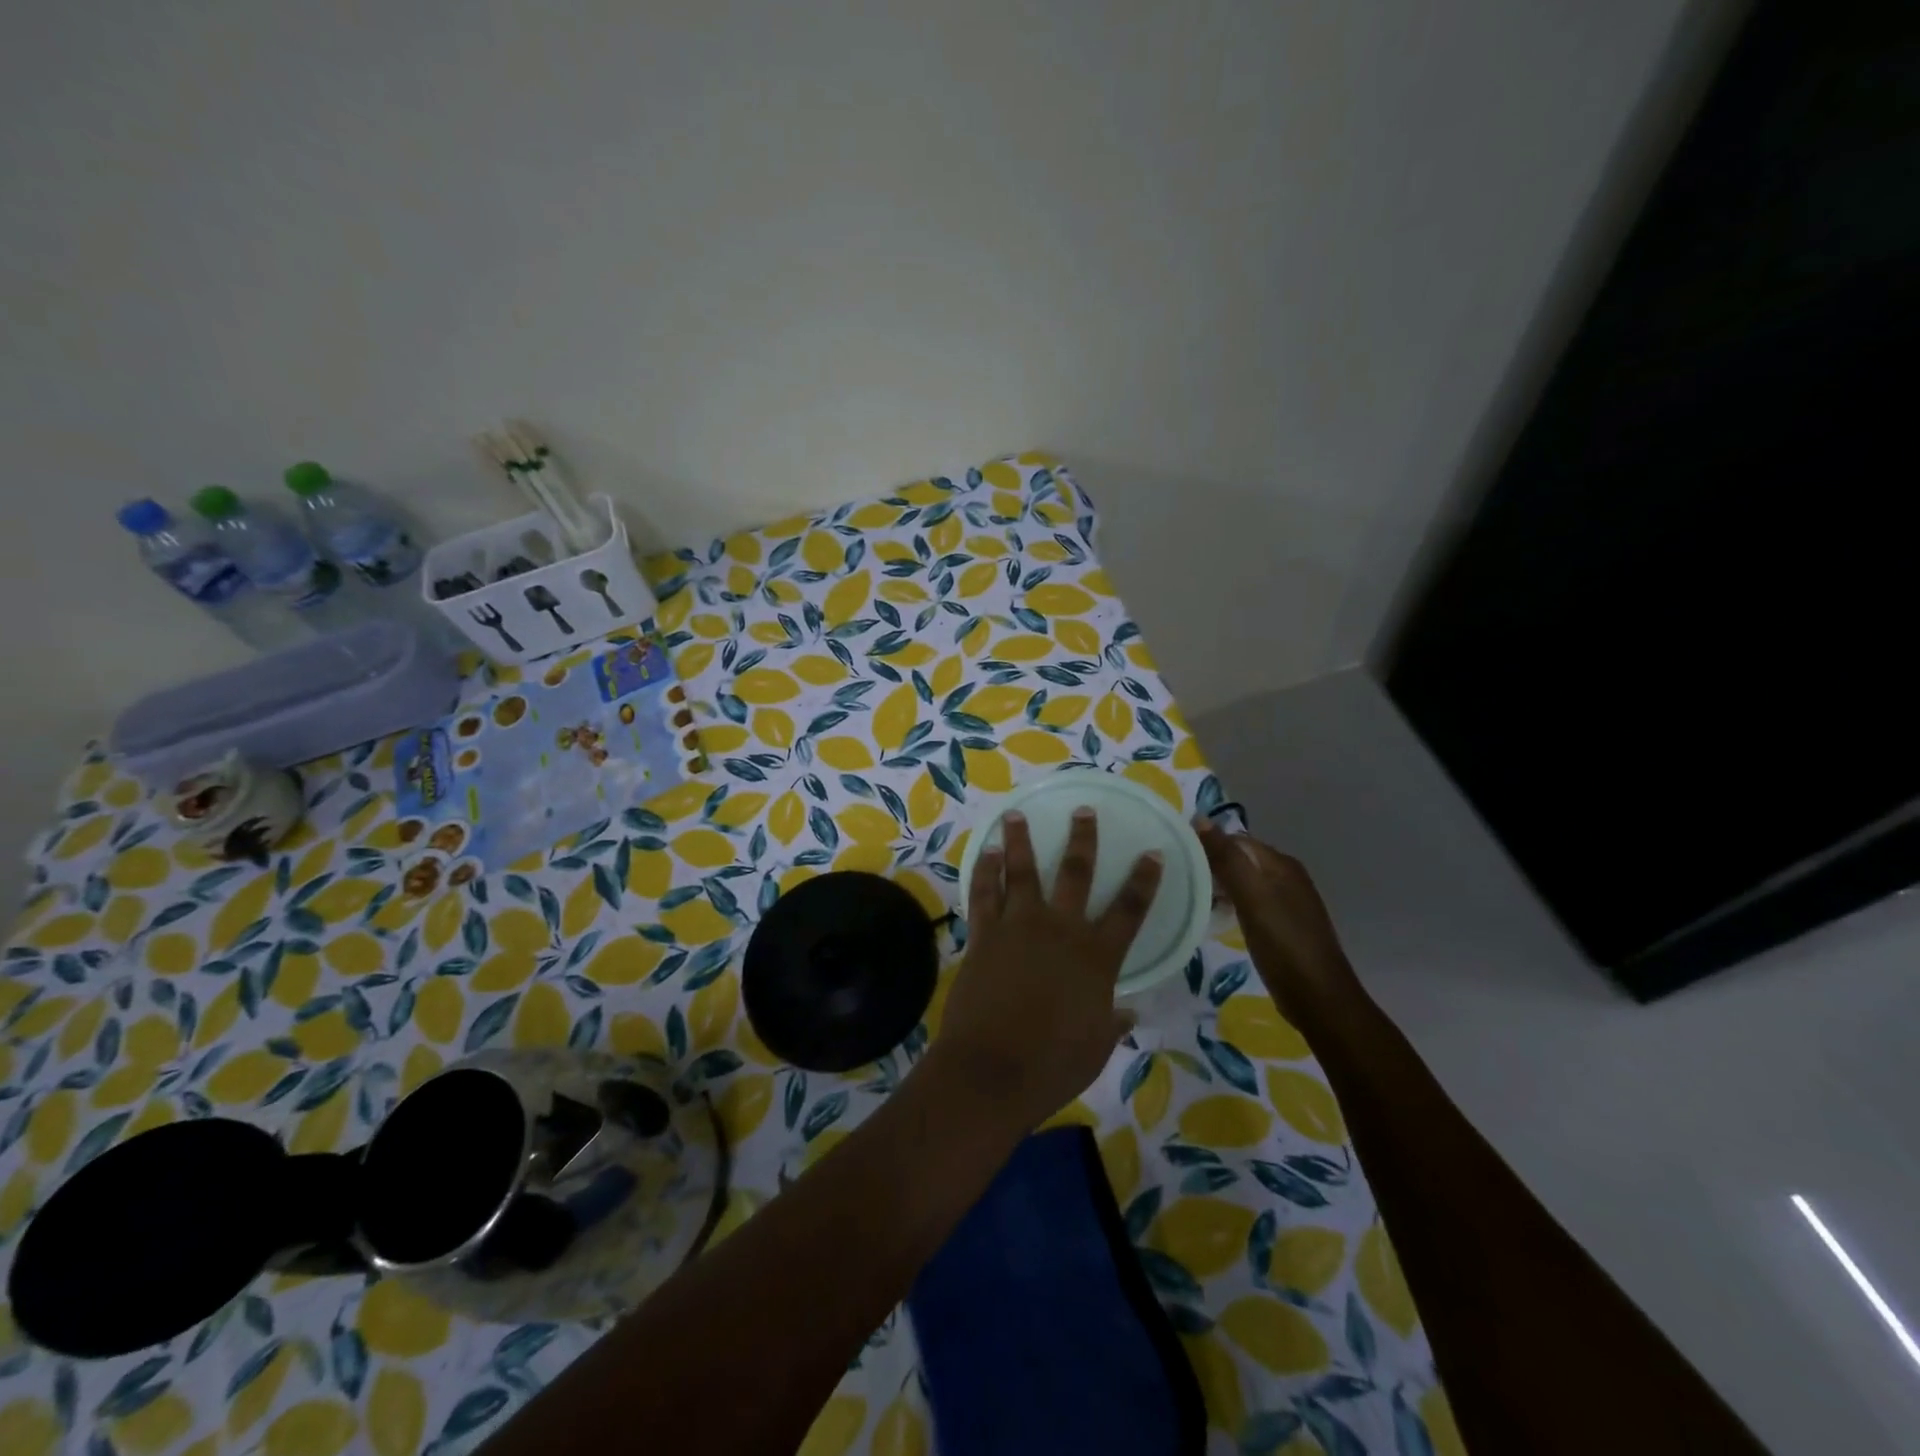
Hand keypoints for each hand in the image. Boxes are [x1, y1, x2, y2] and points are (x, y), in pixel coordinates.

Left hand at [929, 808, 1163, 1131]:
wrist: (992, 1070)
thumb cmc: (1053, 1066)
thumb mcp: (1096, 1047)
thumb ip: (1111, 1022)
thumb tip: (1128, 1012)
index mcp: (1096, 957)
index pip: (1129, 909)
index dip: (1144, 880)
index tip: (1152, 852)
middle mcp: (1060, 930)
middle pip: (1076, 873)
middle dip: (1082, 838)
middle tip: (1083, 810)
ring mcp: (1019, 927)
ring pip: (1022, 872)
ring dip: (1019, 841)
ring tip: (1015, 815)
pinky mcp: (985, 935)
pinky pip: (984, 894)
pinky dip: (984, 871)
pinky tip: (985, 853)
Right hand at [1196, 820, 1362, 1034]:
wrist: (1319, 999)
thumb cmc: (1283, 944)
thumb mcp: (1251, 897)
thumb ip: (1227, 858)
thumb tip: (1200, 818)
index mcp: (1281, 864)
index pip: (1235, 840)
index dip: (1206, 844)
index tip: (1175, 858)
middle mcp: (1286, 877)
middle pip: (1240, 860)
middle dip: (1210, 865)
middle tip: (1177, 879)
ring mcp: (1286, 903)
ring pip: (1243, 883)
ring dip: (1218, 886)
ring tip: (1188, 896)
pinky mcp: (1282, 926)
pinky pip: (1249, 903)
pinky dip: (1230, 905)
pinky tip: (1214, 917)